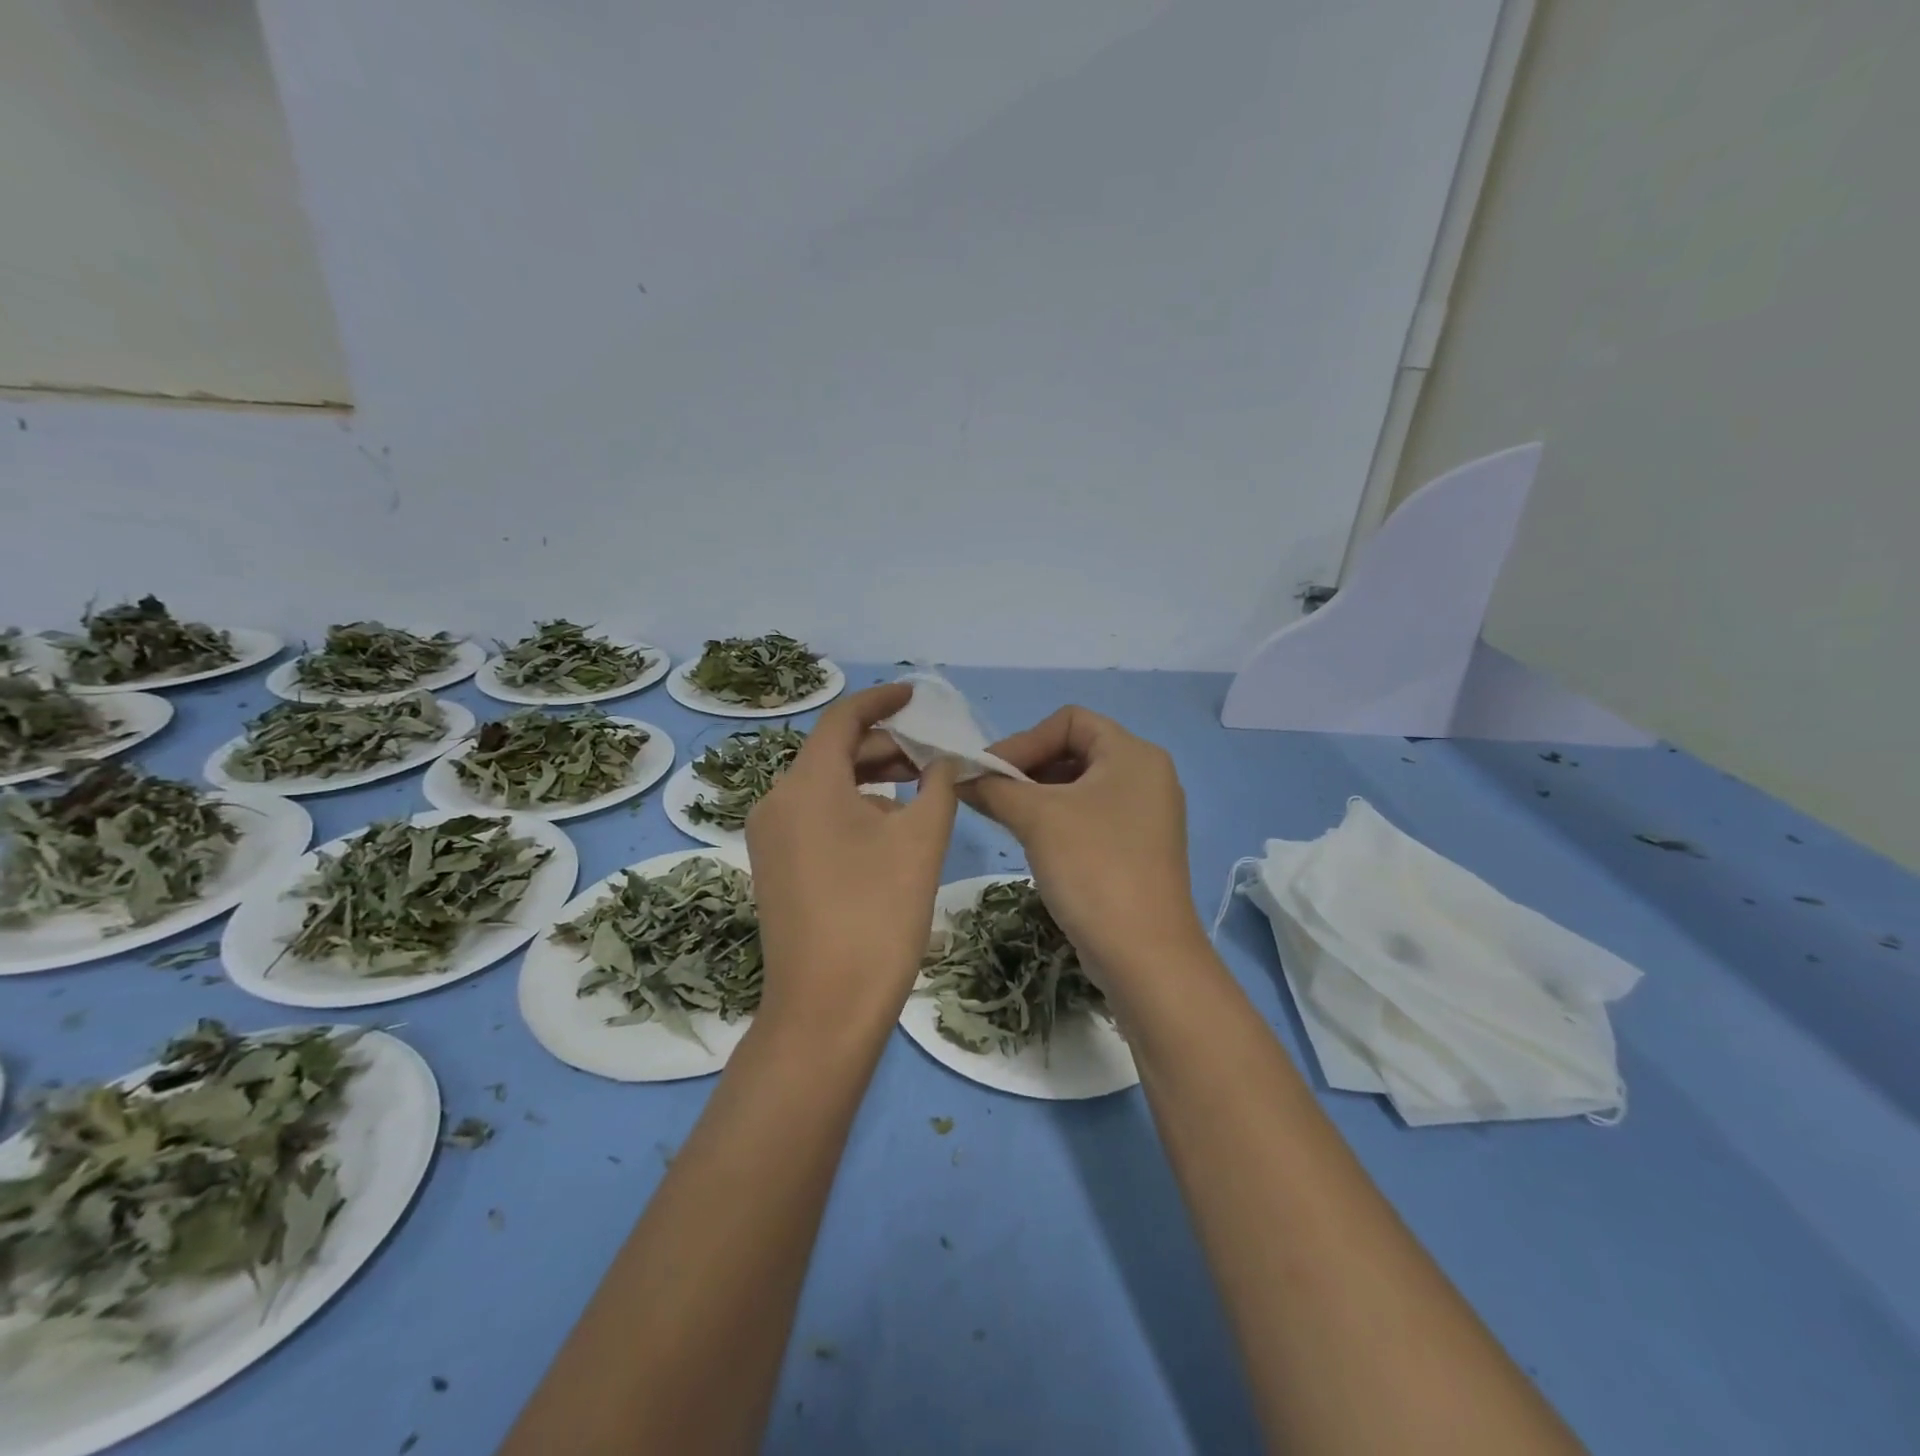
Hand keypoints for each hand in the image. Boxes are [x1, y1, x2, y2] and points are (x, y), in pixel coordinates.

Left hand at [746, 684, 959, 1037]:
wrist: (825, 1008)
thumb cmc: (878, 914)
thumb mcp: (921, 840)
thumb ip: (938, 785)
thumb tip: (944, 760)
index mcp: (807, 783)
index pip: (843, 719)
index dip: (882, 700)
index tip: (916, 696)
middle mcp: (777, 800)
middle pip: (834, 753)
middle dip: (885, 746)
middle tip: (933, 753)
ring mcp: (770, 837)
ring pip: (825, 787)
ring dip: (872, 779)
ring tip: (920, 789)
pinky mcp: (775, 867)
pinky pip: (815, 817)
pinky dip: (853, 808)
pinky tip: (889, 828)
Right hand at [961, 706, 1204, 986]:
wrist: (1144, 954)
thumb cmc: (1093, 867)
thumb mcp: (1036, 818)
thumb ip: (994, 787)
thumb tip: (959, 776)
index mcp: (1133, 753)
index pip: (1070, 720)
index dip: (1024, 739)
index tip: (989, 772)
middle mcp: (1146, 775)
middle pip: (1075, 750)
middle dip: (1027, 768)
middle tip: (989, 794)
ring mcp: (1145, 815)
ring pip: (1079, 786)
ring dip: (1037, 795)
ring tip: (1002, 817)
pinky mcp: (1138, 848)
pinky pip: (1090, 817)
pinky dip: (1057, 820)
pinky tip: (1030, 841)